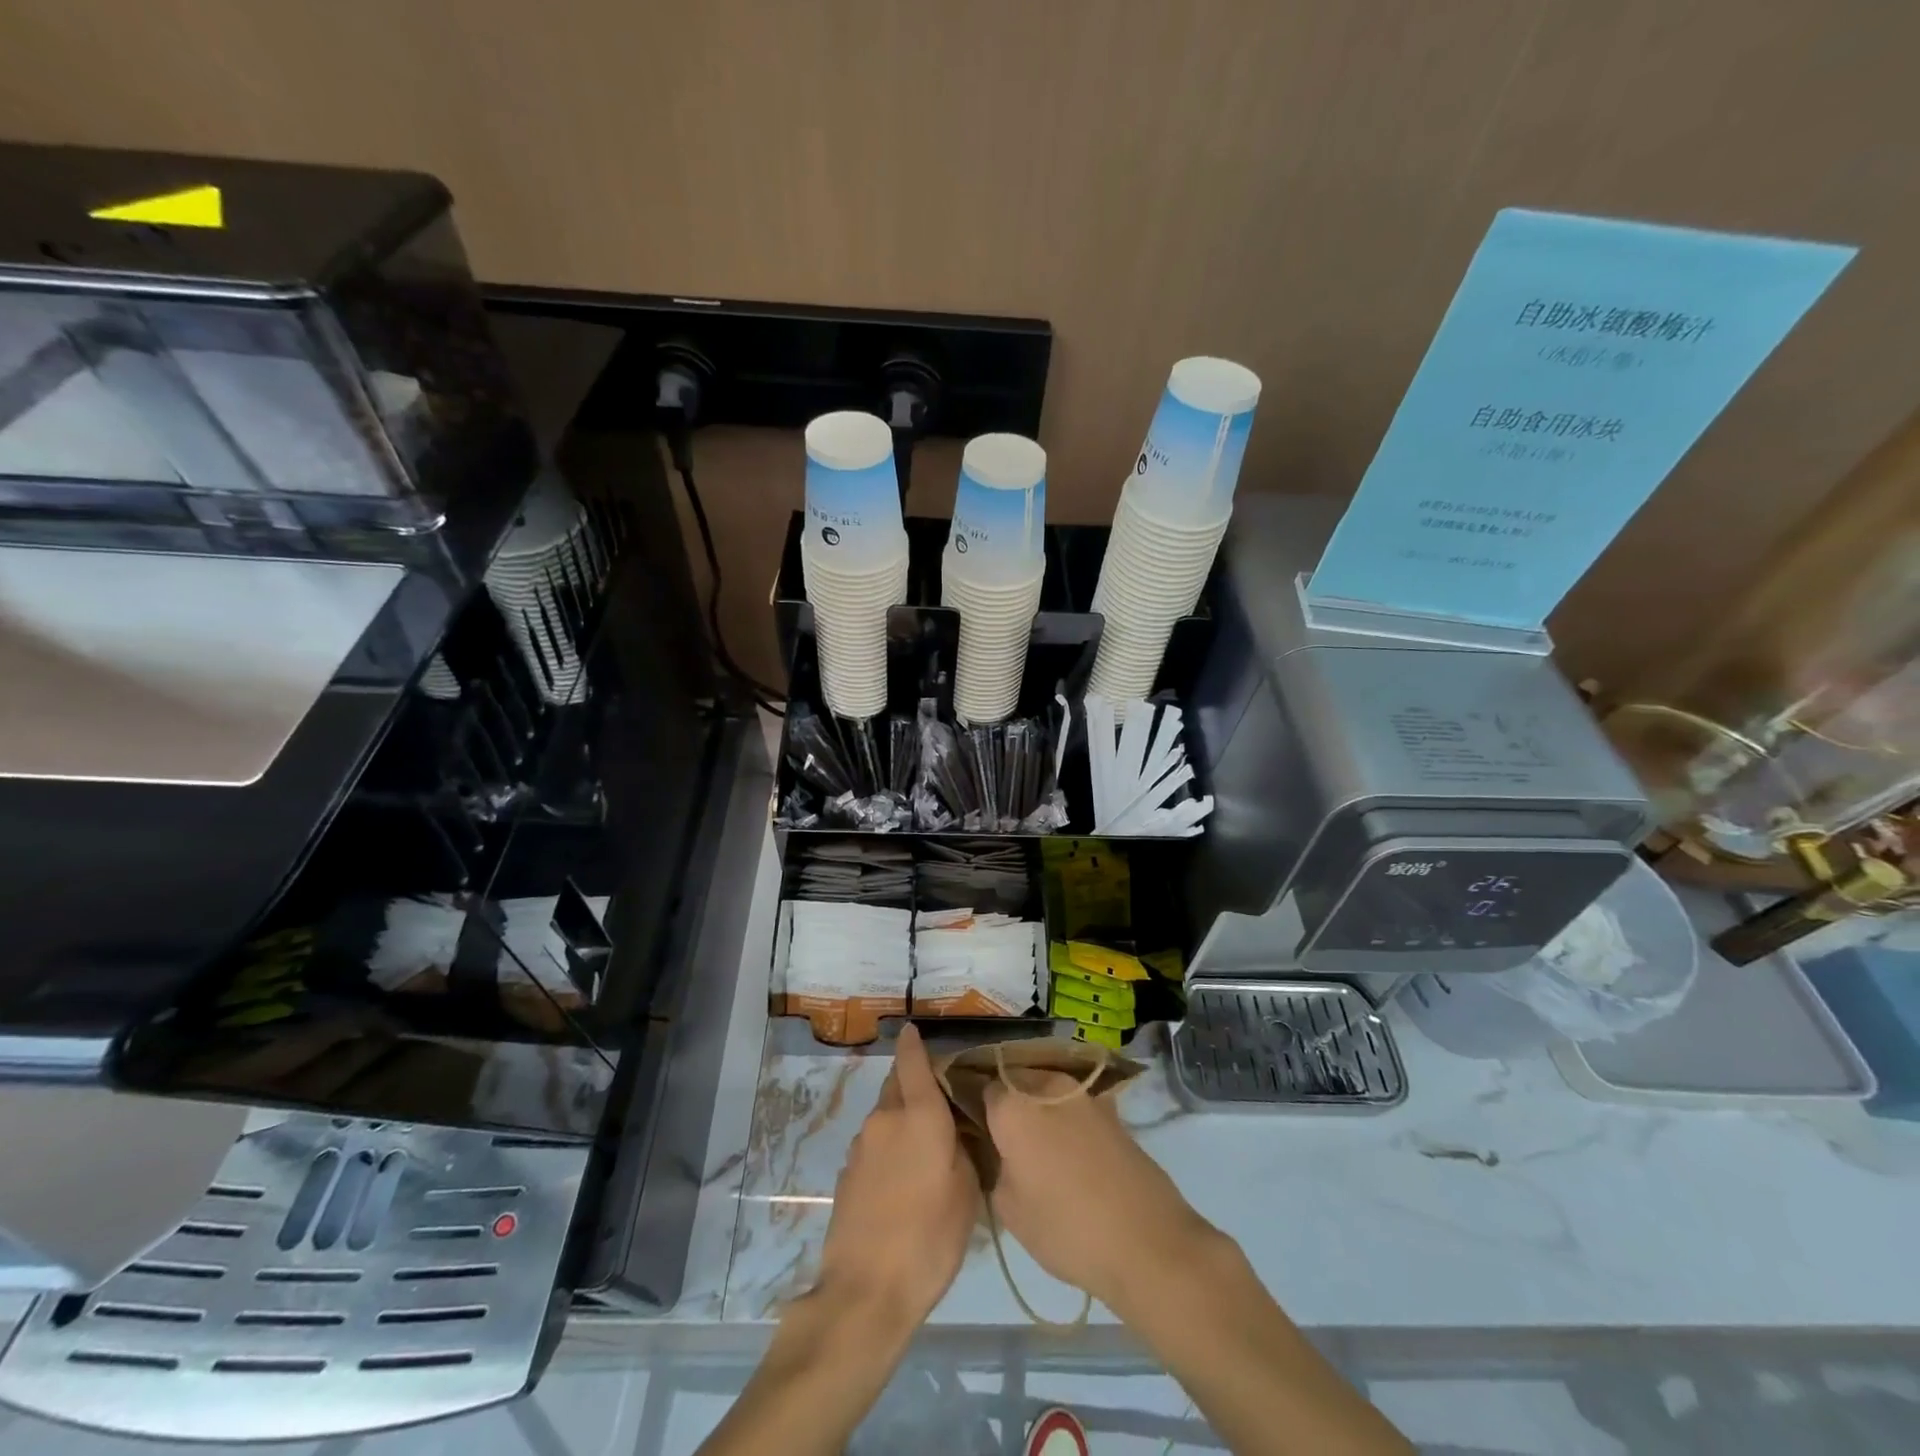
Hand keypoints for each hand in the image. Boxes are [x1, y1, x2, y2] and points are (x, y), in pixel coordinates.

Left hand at [813, 1024, 978, 1333]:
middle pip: (897, 1085)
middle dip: (913, 1083)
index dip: (913, 1042)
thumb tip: (952, 1134)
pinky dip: (889, 1147)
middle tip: (938, 1101)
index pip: (912, 1061)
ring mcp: (861, 1145)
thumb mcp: (966, 1194)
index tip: (913, 1029)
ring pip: (886, 1116)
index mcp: (919, 1115)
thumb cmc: (928, 1239)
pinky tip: (903, 1179)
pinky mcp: (846, 1173)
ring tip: (925, 1148)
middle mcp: (885, 1118)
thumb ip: (961, 1151)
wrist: (864, 1292)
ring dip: (902, 1119)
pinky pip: (875, 1144)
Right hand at [984, 1068, 1219, 1313]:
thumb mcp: (1008, 1208)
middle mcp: (1045, 1084)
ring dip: (1038, 1110)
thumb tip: (997, 1150)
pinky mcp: (1110, 1109)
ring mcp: (1082, 1093)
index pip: (981, 1089)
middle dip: (1007, 1104)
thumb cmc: (1066, 1227)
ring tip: (1036, 1149)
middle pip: (1015, 1083)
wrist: (1146, 1240)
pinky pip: (1073, 1105)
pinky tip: (1068, 1154)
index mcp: (1013, 1103)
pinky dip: (1066, 1120)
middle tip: (1002, 1141)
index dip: (976, 1109)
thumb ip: (993, 1165)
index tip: (974, 1132)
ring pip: (1045, 1091)